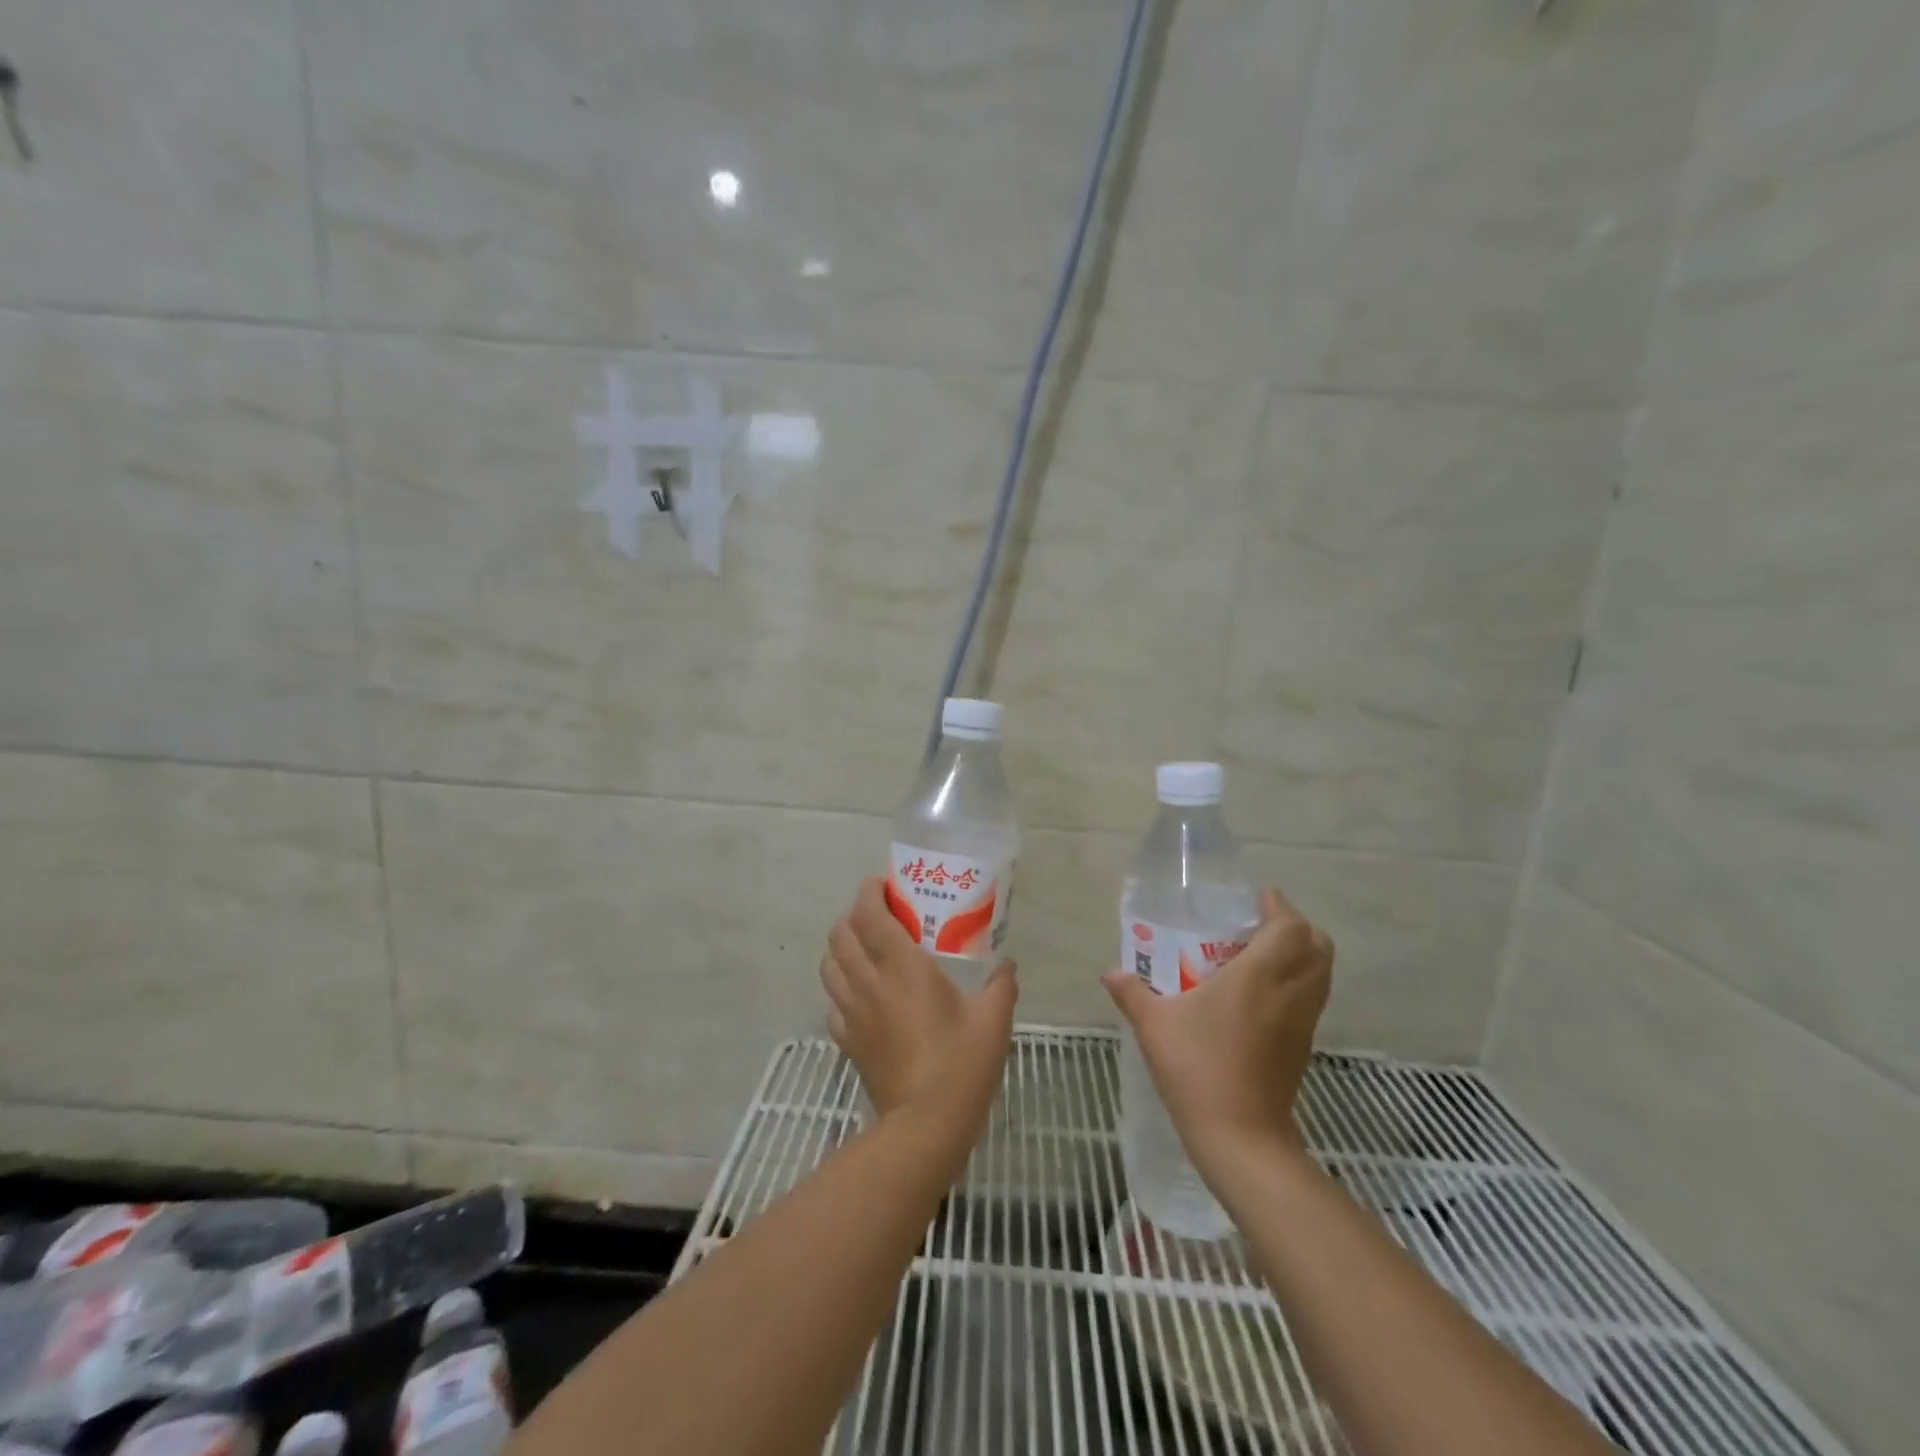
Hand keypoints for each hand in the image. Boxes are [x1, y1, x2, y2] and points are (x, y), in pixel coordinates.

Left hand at [820, 877, 1017, 1136]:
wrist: (926, 1124)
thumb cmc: (962, 1064)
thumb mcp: (994, 1019)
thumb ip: (1001, 985)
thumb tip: (1007, 966)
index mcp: (902, 967)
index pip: (869, 915)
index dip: (869, 893)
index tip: (882, 885)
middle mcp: (870, 982)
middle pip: (841, 935)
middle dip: (852, 916)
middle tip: (878, 916)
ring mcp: (853, 1013)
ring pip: (829, 966)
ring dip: (841, 948)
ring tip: (864, 949)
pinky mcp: (847, 1041)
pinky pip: (832, 1004)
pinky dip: (840, 989)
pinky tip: (861, 995)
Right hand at [1103, 887, 1332, 1179]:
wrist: (1240, 1137)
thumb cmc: (1197, 1068)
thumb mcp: (1154, 1025)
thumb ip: (1132, 992)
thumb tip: (1110, 973)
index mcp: (1258, 976)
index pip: (1290, 927)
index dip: (1280, 906)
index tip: (1257, 898)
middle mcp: (1289, 993)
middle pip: (1318, 946)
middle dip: (1297, 927)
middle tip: (1261, 924)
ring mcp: (1302, 1022)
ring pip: (1321, 974)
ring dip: (1301, 955)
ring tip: (1261, 955)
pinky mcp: (1303, 1047)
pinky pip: (1312, 999)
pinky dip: (1298, 984)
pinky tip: (1261, 995)